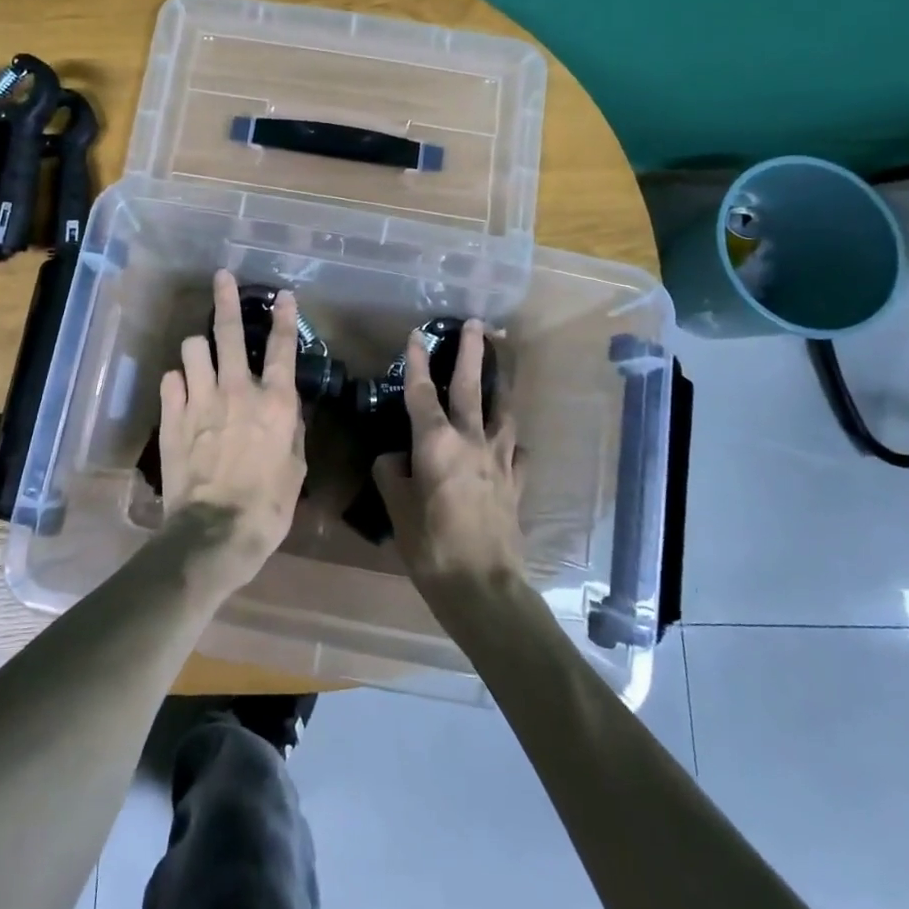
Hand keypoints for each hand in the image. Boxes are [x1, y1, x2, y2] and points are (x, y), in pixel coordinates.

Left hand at [156, 269, 307, 587]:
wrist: (216, 531)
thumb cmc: (268, 506)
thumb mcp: (295, 468)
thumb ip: (292, 430)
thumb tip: (286, 410)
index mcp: (275, 401)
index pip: (282, 347)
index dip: (284, 316)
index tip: (283, 294)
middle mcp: (238, 389)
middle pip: (229, 330)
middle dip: (226, 298)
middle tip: (222, 277)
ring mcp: (200, 399)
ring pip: (193, 347)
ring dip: (198, 348)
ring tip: (201, 355)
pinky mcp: (172, 415)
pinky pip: (170, 379)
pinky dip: (178, 381)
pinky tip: (182, 392)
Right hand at [372, 319, 525, 590]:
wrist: (483, 584)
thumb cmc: (430, 545)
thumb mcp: (396, 508)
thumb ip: (391, 474)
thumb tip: (395, 459)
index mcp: (436, 442)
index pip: (421, 392)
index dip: (417, 361)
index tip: (416, 335)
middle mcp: (471, 440)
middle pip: (471, 387)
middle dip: (472, 353)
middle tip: (477, 324)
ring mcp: (499, 461)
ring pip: (503, 413)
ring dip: (499, 389)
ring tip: (500, 374)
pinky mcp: (516, 483)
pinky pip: (517, 453)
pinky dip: (512, 443)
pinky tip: (510, 445)